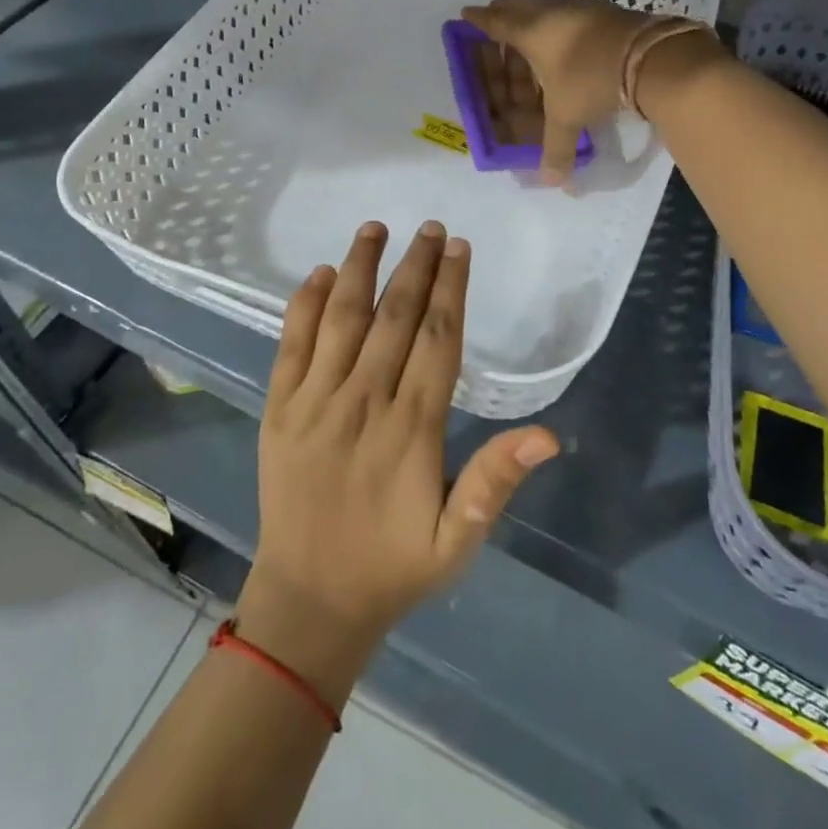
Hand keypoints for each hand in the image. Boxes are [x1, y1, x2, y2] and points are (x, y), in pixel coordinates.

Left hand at [237, 221, 559, 706]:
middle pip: (393, 316)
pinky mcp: (279, 408)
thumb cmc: (392, 566)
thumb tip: (548, 436)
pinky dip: (304, 305)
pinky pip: (291, 344)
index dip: (451, 289)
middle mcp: (363, 401)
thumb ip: (495, 480)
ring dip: (360, 267)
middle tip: (430, 226)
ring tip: (375, 227)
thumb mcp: (457, 539)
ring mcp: (315, 401)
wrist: (308, 602)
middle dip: (415, 265)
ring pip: (341, 318)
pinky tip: (320, 273)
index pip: (437, 339)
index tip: (459, 248)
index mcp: (410, 428)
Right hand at [462, 0, 721, 183]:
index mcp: (531, 30)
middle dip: (503, 16)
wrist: (651, 57)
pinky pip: (571, 15)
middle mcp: (552, 11)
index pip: (496, 21)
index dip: (479, 20)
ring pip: (547, 9)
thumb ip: (556, 147)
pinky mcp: (607, 11)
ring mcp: (582, 7)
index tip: (466, 15)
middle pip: (518, 6)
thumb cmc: (591, 80)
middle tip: (495, 29)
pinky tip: (568, 46)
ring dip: (534, 23)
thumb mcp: (568, 115)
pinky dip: (560, 28)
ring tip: (530, 45)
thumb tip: (553, 182)